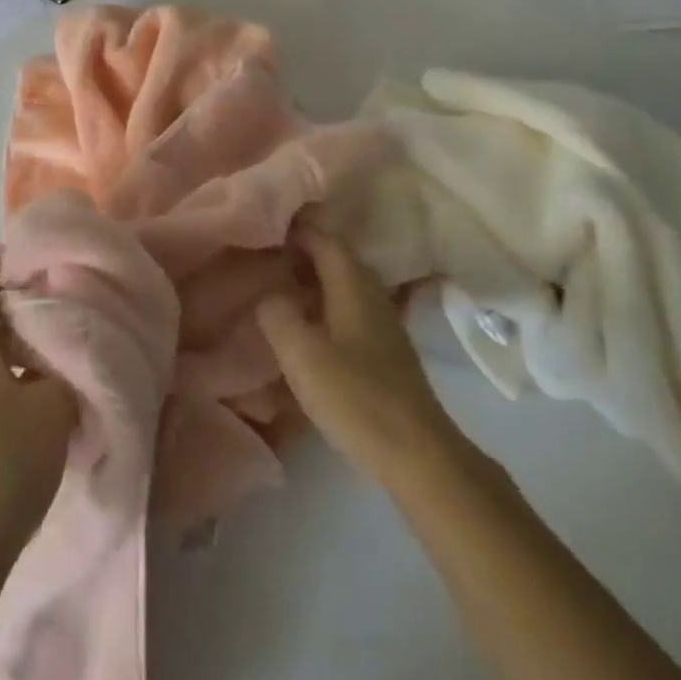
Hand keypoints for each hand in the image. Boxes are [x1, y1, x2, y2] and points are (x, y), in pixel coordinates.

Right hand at [257, 234, 459, 486]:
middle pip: (336, 259)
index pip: (324, 239)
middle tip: (265, 256)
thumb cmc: (355, 396)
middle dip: (302, 253)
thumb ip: (277, 314)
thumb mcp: (301, 353)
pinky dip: (325, 306)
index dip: (297, 229)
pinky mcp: (386, 351)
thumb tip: (268, 292)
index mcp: (353, 284)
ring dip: (313, 281)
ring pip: (343, 286)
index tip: (264, 226)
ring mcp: (384, 323)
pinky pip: (349, 310)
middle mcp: (372, 294)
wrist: (416, 453)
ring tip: (279, 288)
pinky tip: (307, 325)